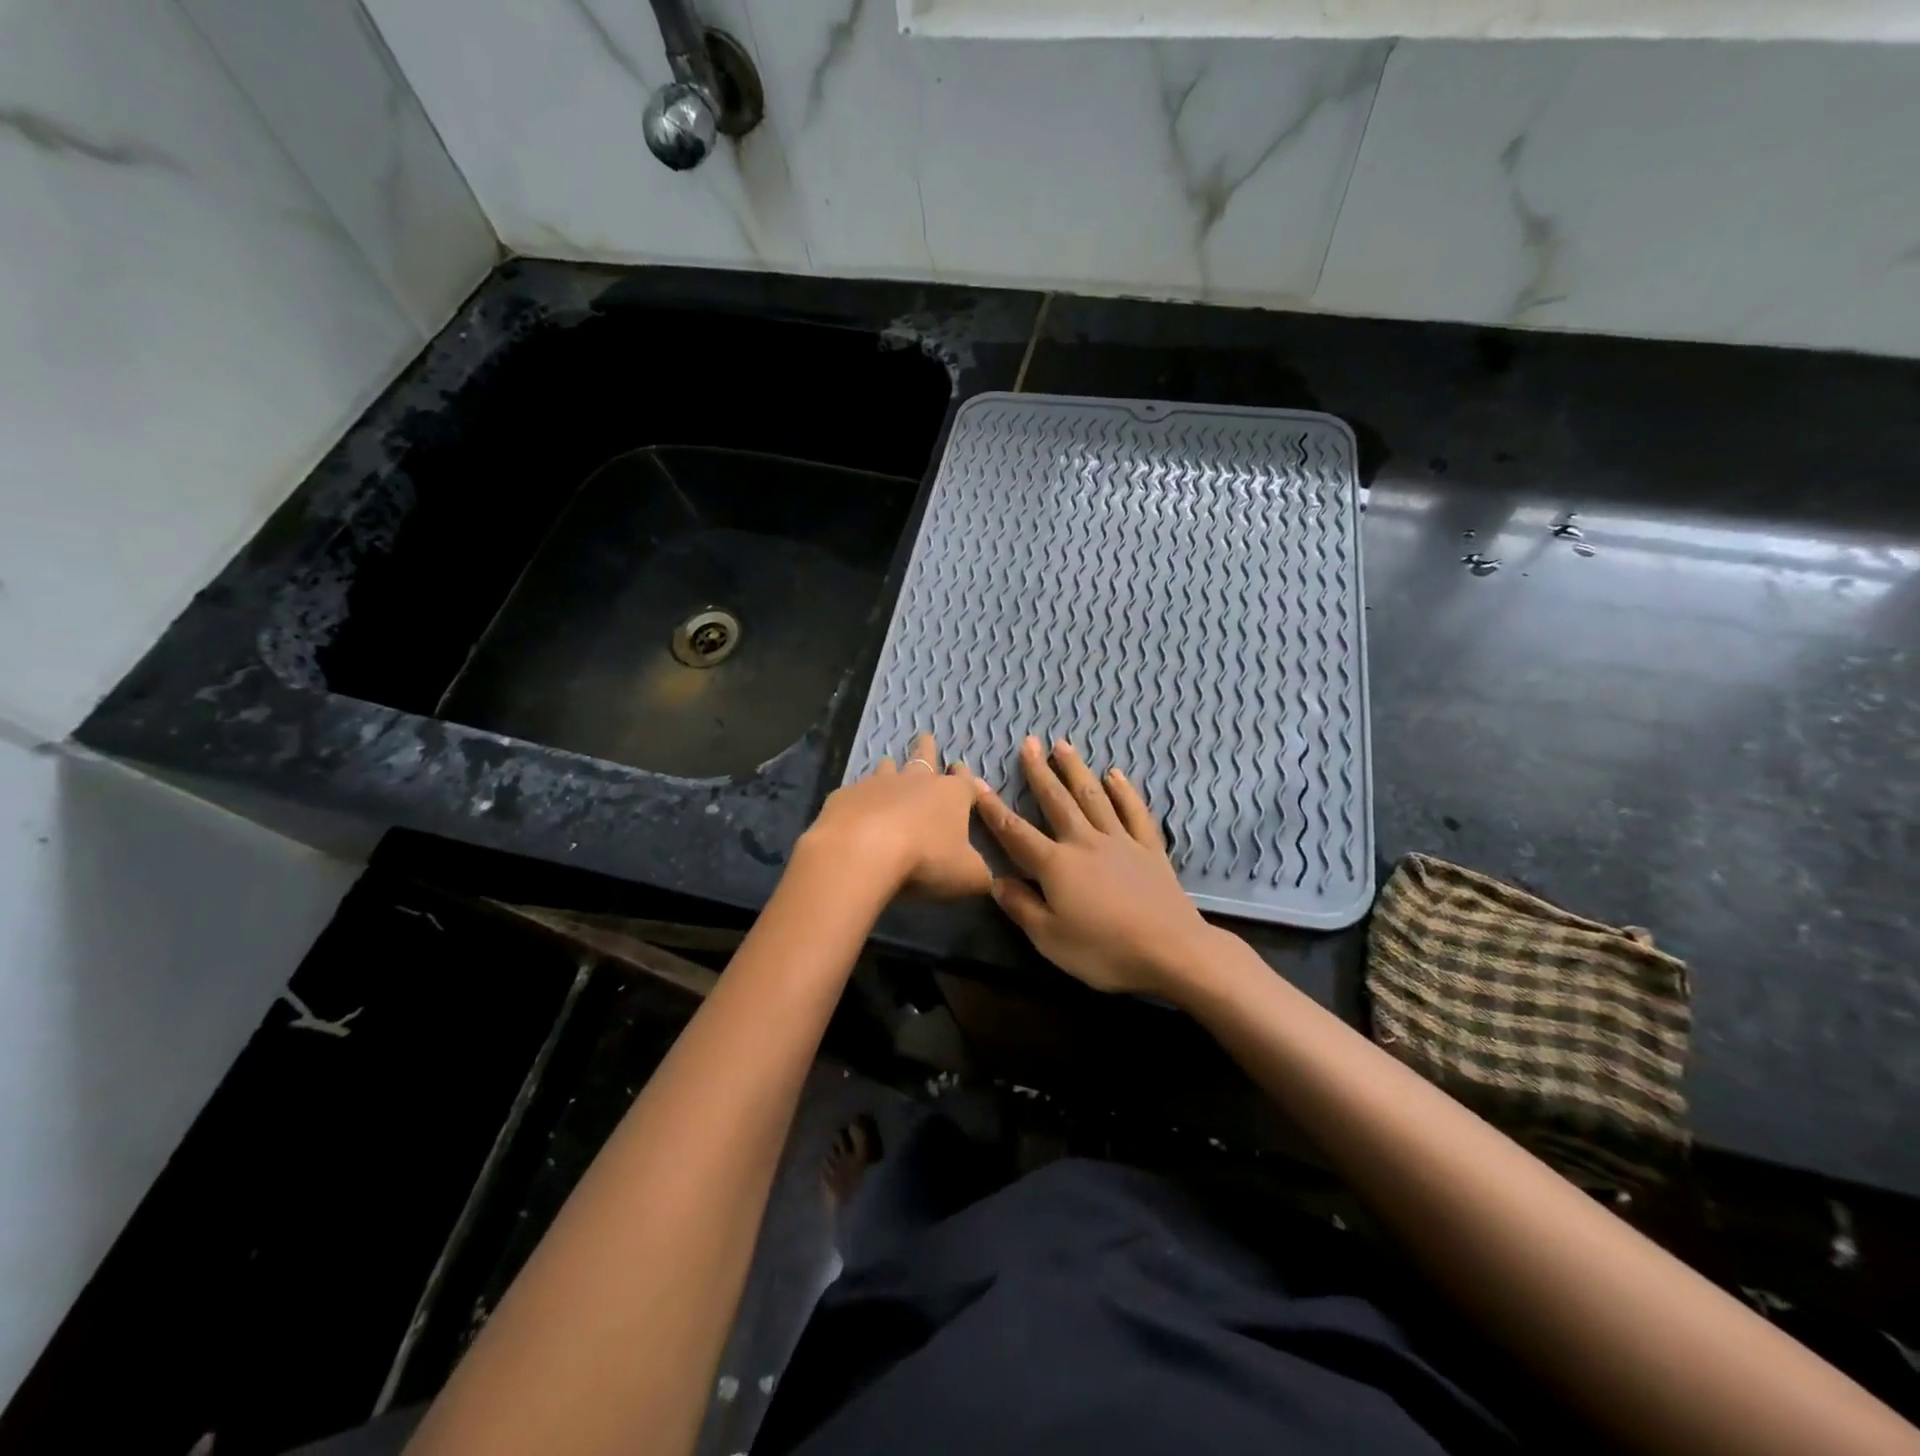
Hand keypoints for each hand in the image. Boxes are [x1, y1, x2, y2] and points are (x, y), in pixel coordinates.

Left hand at [801, 732, 991, 898]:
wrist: (862, 851)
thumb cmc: (925, 860)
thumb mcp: (968, 877)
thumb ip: (979, 875)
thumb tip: (988, 880)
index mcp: (951, 795)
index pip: (964, 781)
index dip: (965, 776)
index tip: (960, 767)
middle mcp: (917, 782)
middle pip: (924, 758)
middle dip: (927, 749)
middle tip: (925, 738)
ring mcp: (878, 785)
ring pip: (887, 768)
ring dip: (890, 768)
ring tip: (888, 765)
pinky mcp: (846, 796)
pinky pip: (855, 792)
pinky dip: (859, 797)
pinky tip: (855, 807)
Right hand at [975, 736, 1214, 995]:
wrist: (1171, 950)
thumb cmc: (1104, 951)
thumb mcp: (1050, 939)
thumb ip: (1021, 907)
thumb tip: (997, 880)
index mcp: (1055, 865)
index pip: (1016, 833)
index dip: (994, 809)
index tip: (977, 783)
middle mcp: (1084, 842)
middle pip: (1057, 801)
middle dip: (1039, 772)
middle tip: (1029, 743)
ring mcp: (1120, 841)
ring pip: (1093, 797)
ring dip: (1076, 770)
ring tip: (1063, 746)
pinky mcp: (1149, 848)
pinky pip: (1133, 812)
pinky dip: (1123, 791)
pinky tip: (1115, 774)